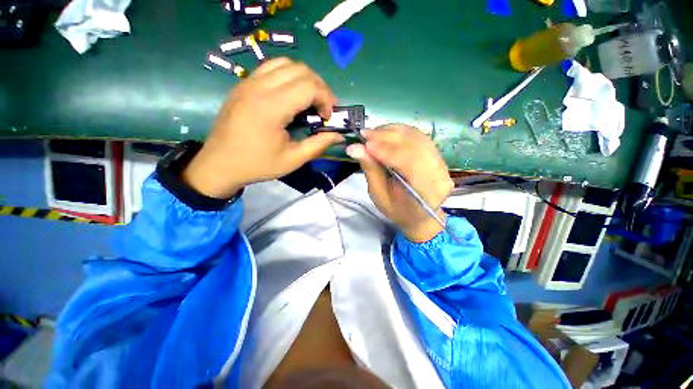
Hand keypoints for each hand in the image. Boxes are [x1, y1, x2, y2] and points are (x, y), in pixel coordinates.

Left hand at [182, 58, 343, 197]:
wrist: (219, 164)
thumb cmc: (257, 164)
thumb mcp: (293, 159)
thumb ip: (318, 145)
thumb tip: (339, 135)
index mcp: (271, 107)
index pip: (308, 86)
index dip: (326, 98)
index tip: (328, 117)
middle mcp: (259, 87)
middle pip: (300, 69)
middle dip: (319, 87)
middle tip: (323, 108)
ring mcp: (248, 82)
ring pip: (285, 63)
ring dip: (304, 78)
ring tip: (310, 99)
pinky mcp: (243, 84)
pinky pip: (271, 68)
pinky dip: (288, 76)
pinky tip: (291, 95)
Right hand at [346, 125, 453, 241]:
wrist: (420, 216)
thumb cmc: (397, 210)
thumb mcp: (379, 195)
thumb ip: (370, 170)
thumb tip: (354, 148)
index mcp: (425, 192)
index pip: (407, 162)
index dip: (385, 150)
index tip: (364, 143)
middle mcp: (439, 174)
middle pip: (414, 146)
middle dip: (387, 137)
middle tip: (365, 134)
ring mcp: (442, 164)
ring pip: (417, 138)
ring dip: (393, 132)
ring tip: (373, 133)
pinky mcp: (439, 156)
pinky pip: (420, 138)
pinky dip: (401, 132)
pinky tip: (387, 133)